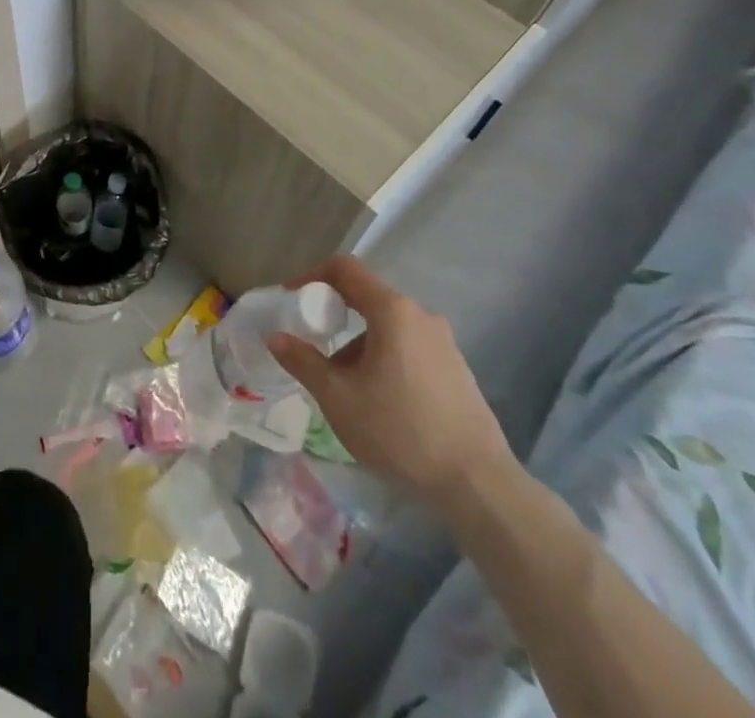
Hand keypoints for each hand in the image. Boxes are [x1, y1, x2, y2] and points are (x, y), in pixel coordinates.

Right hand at [267, 255, 515, 508]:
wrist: (479, 485)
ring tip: (344, 388)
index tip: (291, 300)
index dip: (311, 276)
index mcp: (392, 311)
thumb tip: (275, 336)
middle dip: (334, 319)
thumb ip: (303, 361)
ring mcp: (444, 342)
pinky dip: (383, 359)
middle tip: (312, 347)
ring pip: (387, 328)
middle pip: (366, 299)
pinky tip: (379, 402)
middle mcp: (421, 315)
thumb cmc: (401, 432)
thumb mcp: (339, 399)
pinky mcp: (456, 369)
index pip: (345, 269)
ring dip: (358, 346)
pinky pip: (409, 348)